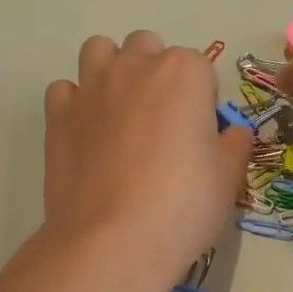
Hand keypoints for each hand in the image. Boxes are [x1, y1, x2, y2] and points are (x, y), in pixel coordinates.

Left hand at [42, 31, 250, 291]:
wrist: (112, 243)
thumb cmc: (182, 206)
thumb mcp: (229, 177)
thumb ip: (234, 143)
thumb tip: (231, 132)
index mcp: (184, 73)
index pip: (200, 66)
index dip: (202, 99)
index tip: (200, 133)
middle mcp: (135, 67)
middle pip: (147, 48)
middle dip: (156, 72)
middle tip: (161, 121)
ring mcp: (91, 88)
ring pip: (99, 51)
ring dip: (112, 70)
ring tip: (121, 113)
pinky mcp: (58, 115)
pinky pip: (65, 90)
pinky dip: (76, 103)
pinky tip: (87, 133)